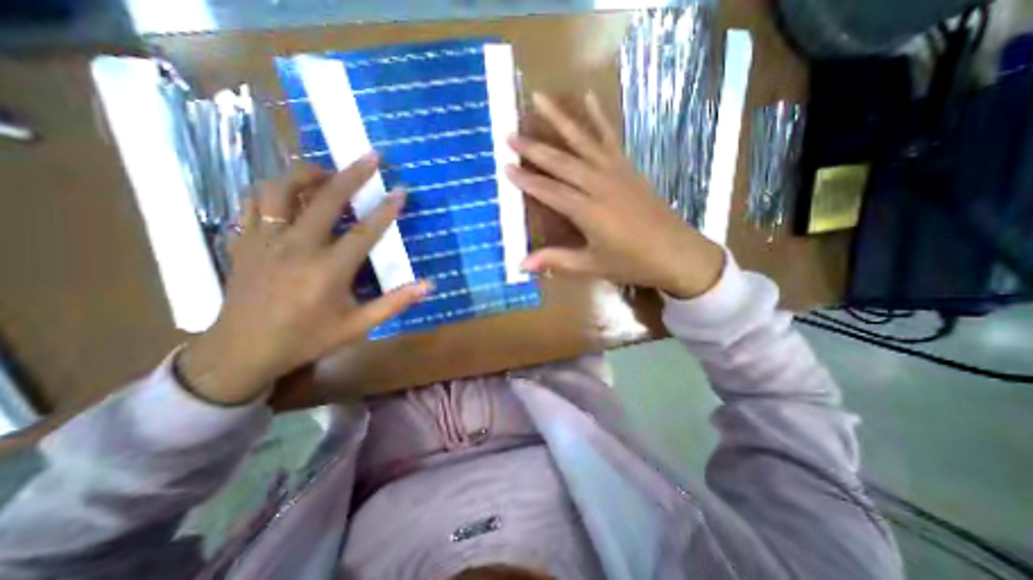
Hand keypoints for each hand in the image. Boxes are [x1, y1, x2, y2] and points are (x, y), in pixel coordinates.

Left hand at [178, 153, 433, 406]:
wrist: (242, 350)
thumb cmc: (307, 338)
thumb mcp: (357, 326)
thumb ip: (394, 304)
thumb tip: (429, 286)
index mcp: (328, 270)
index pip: (364, 232)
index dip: (386, 210)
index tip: (401, 191)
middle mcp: (296, 247)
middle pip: (326, 199)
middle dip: (352, 174)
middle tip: (370, 156)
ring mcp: (265, 240)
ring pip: (280, 190)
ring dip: (306, 173)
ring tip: (325, 171)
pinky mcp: (244, 241)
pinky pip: (253, 202)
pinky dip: (273, 190)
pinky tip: (288, 192)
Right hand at [506, 90, 718, 299]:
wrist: (675, 252)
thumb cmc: (631, 262)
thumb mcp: (591, 265)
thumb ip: (556, 260)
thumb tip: (521, 265)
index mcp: (587, 211)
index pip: (549, 191)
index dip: (526, 180)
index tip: (505, 166)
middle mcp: (599, 185)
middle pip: (561, 162)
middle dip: (534, 147)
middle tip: (510, 133)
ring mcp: (615, 172)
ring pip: (582, 141)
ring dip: (560, 119)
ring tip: (540, 98)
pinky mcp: (628, 167)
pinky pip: (610, 137)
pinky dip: (598, 117)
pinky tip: (589, 98)